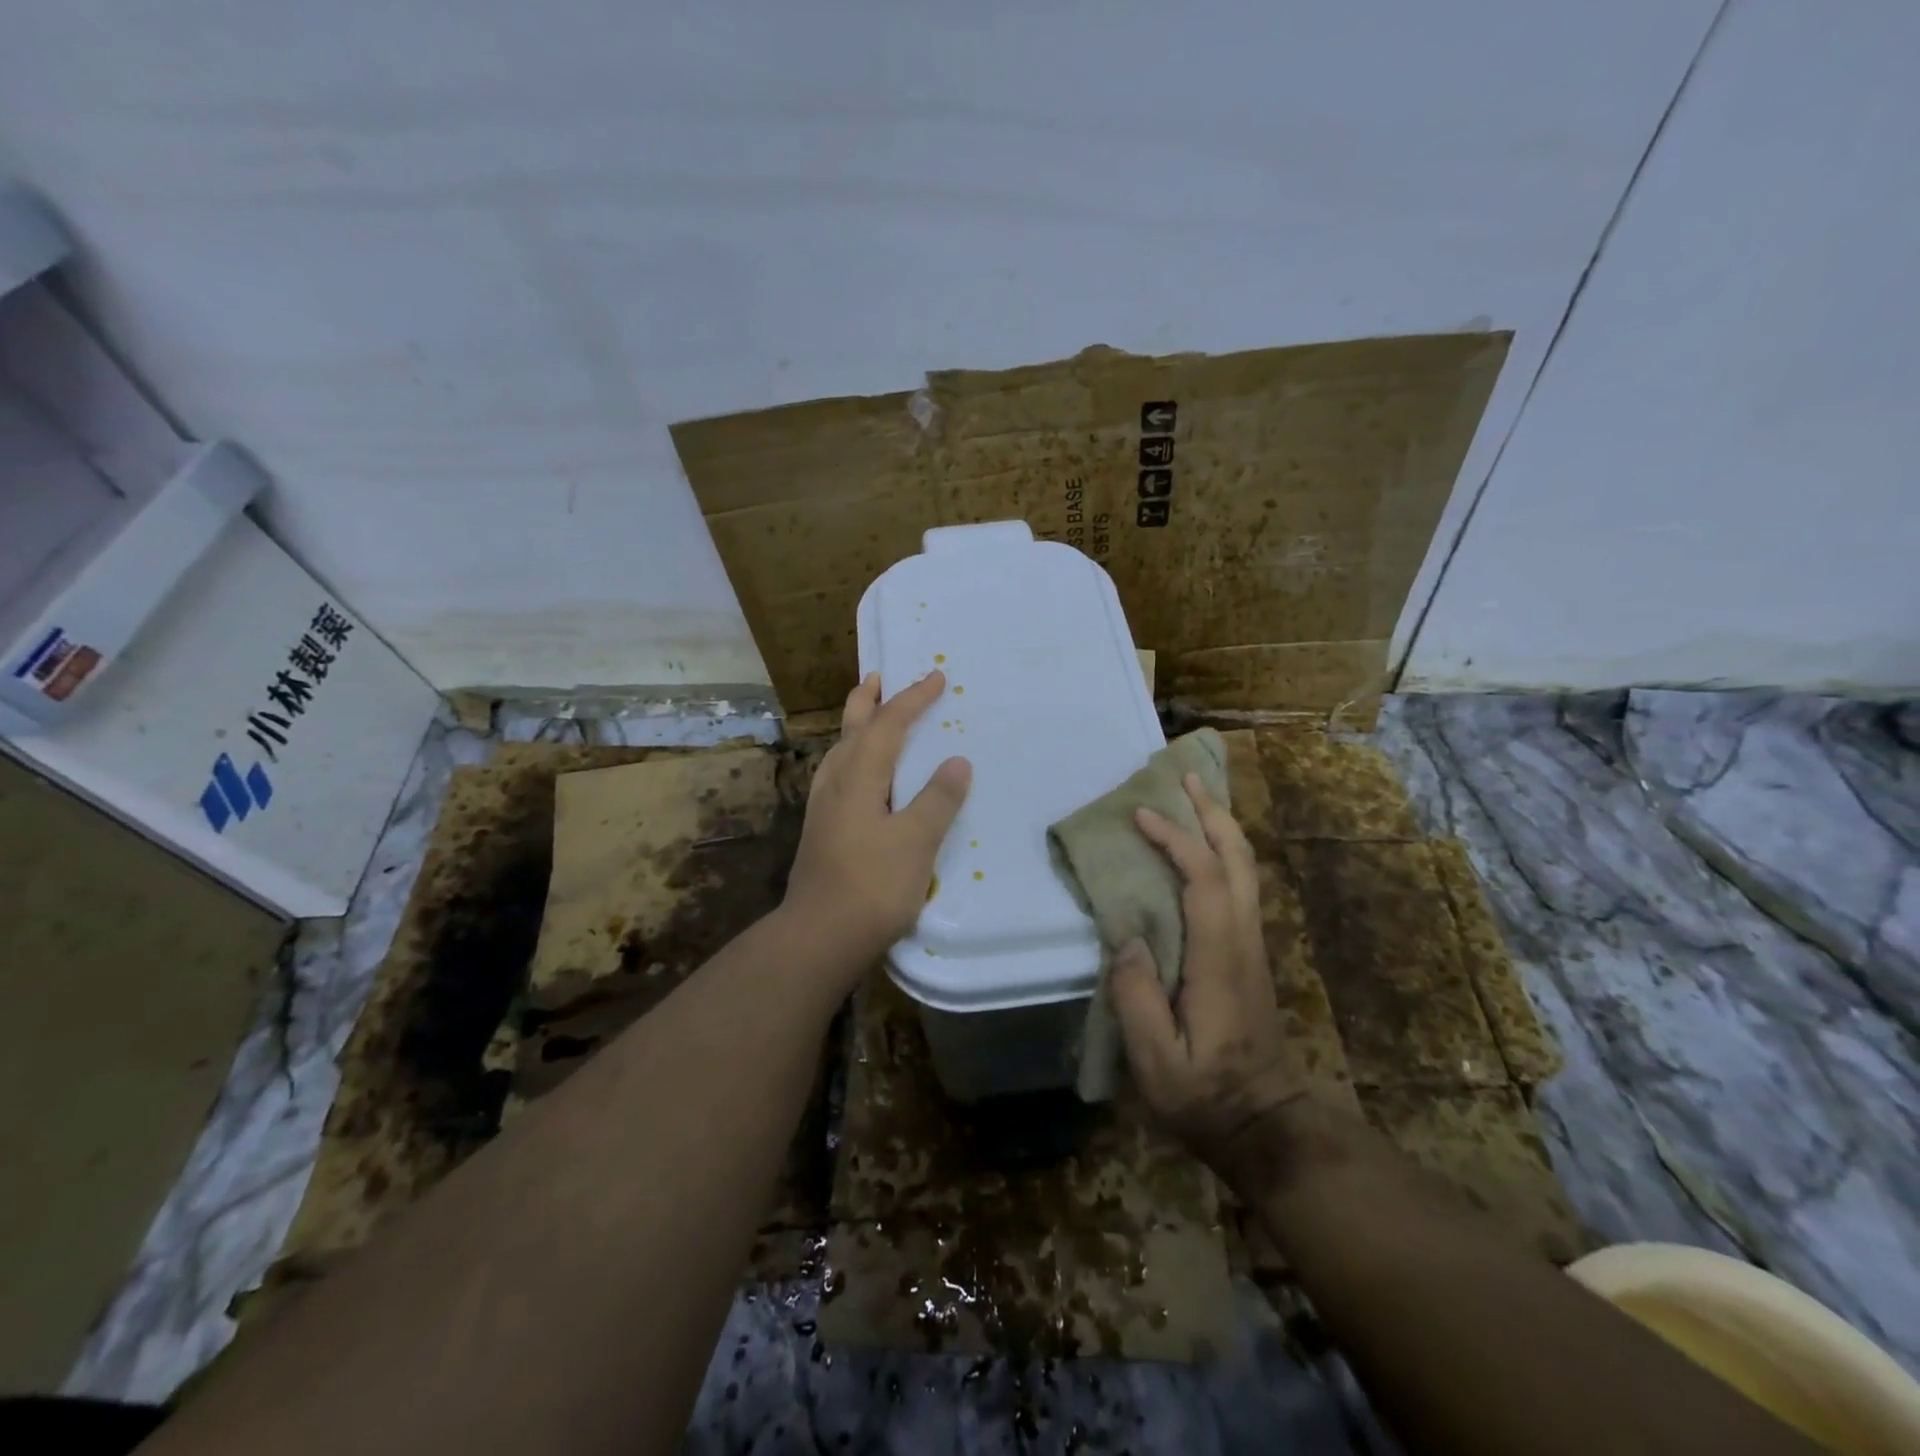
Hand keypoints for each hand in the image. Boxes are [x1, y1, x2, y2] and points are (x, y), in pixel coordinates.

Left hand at [782, 671, 971, 969]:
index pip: (888, 725)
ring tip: (867, 717)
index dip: (912, 699)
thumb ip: (937, 799)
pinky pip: (837, 776)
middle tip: (878, 677)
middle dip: (868, 701)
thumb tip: (956, 761)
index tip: (936, 677)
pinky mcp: (821, 832)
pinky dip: (851, 758)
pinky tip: (855, 778)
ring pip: (839, 752)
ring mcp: (823, 809)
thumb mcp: (916, 841)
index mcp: (859, 778)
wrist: (819, 937)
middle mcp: (836, 784)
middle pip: (851, 730)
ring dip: (855, 727)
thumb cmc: (872, 886)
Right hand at [1110, 773, 1308, 1195]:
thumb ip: (1137, 996)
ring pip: (1246, 868)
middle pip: (1239, 859)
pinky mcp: (1250, 953)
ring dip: (1221, 827)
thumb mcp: (1157, 1061)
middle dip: (1212, 813)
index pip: (1205, 879)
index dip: (1175, 840)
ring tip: (1192, 797)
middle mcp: (1244, 939)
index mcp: (1220, 958)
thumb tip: (1127, 935)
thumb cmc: (1206, 1096)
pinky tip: (1201, 848)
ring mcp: (1253, 944)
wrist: (1267, 1124)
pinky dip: (1222, 851)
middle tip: (1183, 778)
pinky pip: (1240, 884)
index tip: (1139, 816)